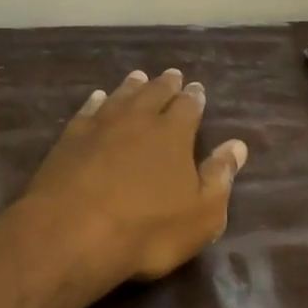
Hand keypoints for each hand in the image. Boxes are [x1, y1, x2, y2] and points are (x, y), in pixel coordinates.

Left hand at [21, 68, 248, 284]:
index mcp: (173, 134)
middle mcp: (138, 119)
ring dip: (132, 86)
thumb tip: (237, 145)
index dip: (194, 97)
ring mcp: (101, 125)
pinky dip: (96, 101)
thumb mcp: (200, 214)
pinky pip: (88, 111)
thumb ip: (219, 177)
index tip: (197, 88)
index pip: (188, 106)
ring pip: (121, 96)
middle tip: (172, 75)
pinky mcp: (70, 138)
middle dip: (166, 84)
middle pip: (154, 93)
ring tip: (139, 77)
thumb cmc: (146, 229)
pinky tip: (97, 98)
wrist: (72, 232)